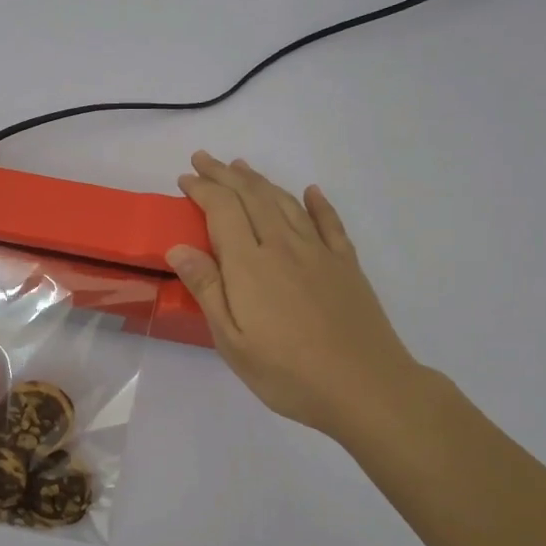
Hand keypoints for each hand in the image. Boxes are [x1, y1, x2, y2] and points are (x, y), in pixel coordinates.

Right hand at [166, 151, 430, 445]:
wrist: (366, 387)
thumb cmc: (288, 373)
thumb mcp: (232, 342)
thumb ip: (207, 289)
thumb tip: (179, 247)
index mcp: (249, 264)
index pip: (222, 210)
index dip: (202, 189)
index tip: (185, 179)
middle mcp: (283, 246)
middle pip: (252, 196)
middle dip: (225, 174)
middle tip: (204, 159)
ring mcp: (319, 252)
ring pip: (285, 202)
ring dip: (260, 181)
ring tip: (242, 167)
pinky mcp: (346, 264)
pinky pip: (329, 222)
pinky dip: (317, 203)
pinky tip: (311, 192)